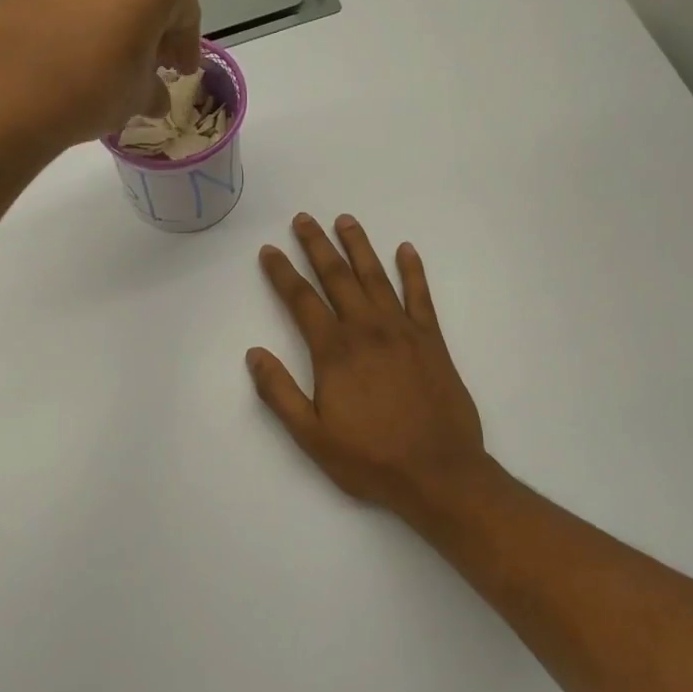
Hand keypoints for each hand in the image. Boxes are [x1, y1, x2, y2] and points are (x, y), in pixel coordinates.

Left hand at [0, 0, 201, 152]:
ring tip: (102, 49)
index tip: (181, 72)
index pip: (185, 12)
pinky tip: (65, 41)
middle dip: (149, 20)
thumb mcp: (139, 97)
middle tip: (148, 58)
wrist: (11, 91)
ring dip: (108, 9)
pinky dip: (70, 7)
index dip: (186, 46)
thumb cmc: (94, 89)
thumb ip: (155, 88)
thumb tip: (155, 95)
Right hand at [247, 214, 491, 528]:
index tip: (269, 251)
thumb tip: (254, 354)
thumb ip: (279, 393)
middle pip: (337, 277)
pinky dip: (413, 271)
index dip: (282, 273)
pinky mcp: (432, 341)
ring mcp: (403, 331)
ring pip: (376, 277)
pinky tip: (406, 250)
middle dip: (317, 246)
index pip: (302, 301)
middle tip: (303, 219)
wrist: (438, 472)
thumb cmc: (370, 458)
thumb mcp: (311, 436)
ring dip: (359, 247)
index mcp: (334, 352)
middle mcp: (367, 330)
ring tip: (345, 220)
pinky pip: (421, 296)